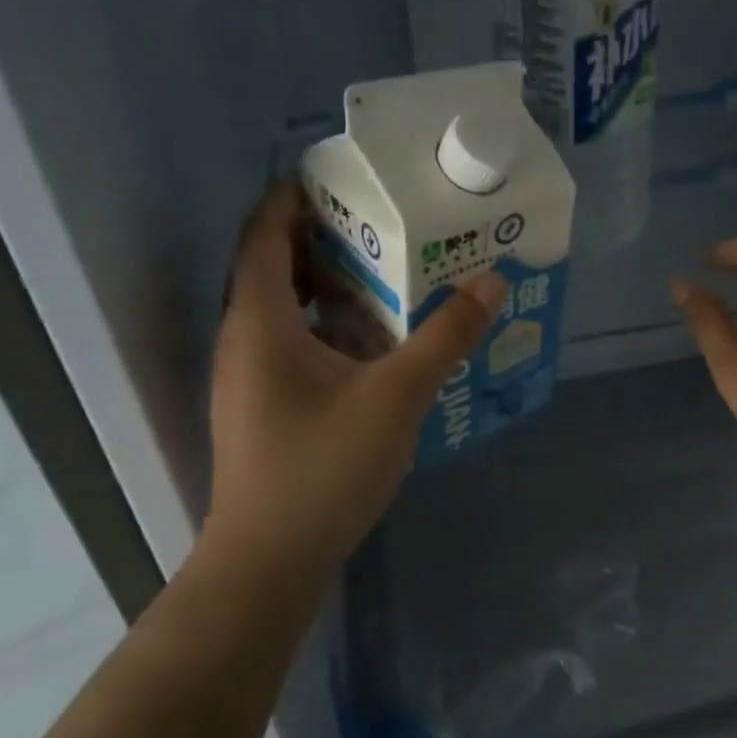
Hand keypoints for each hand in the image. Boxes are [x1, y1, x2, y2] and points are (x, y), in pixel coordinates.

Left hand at [205, 182, 504, 566]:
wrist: (269, 562)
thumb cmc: (322, 470)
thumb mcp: (395, 397)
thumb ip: (445, 337)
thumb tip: (491, 280)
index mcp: (260, 320)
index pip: (264, 231)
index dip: (296, 194)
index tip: (348, 176)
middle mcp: (245, 337)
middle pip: (276, 263)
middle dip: (327, 235)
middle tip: (389, 220)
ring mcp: (252, 374)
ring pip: (287, 305)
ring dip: (331, 281)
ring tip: (392, 269)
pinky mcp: (267, 403)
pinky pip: (295, 339)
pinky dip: (331, 322)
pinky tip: (379, 338)